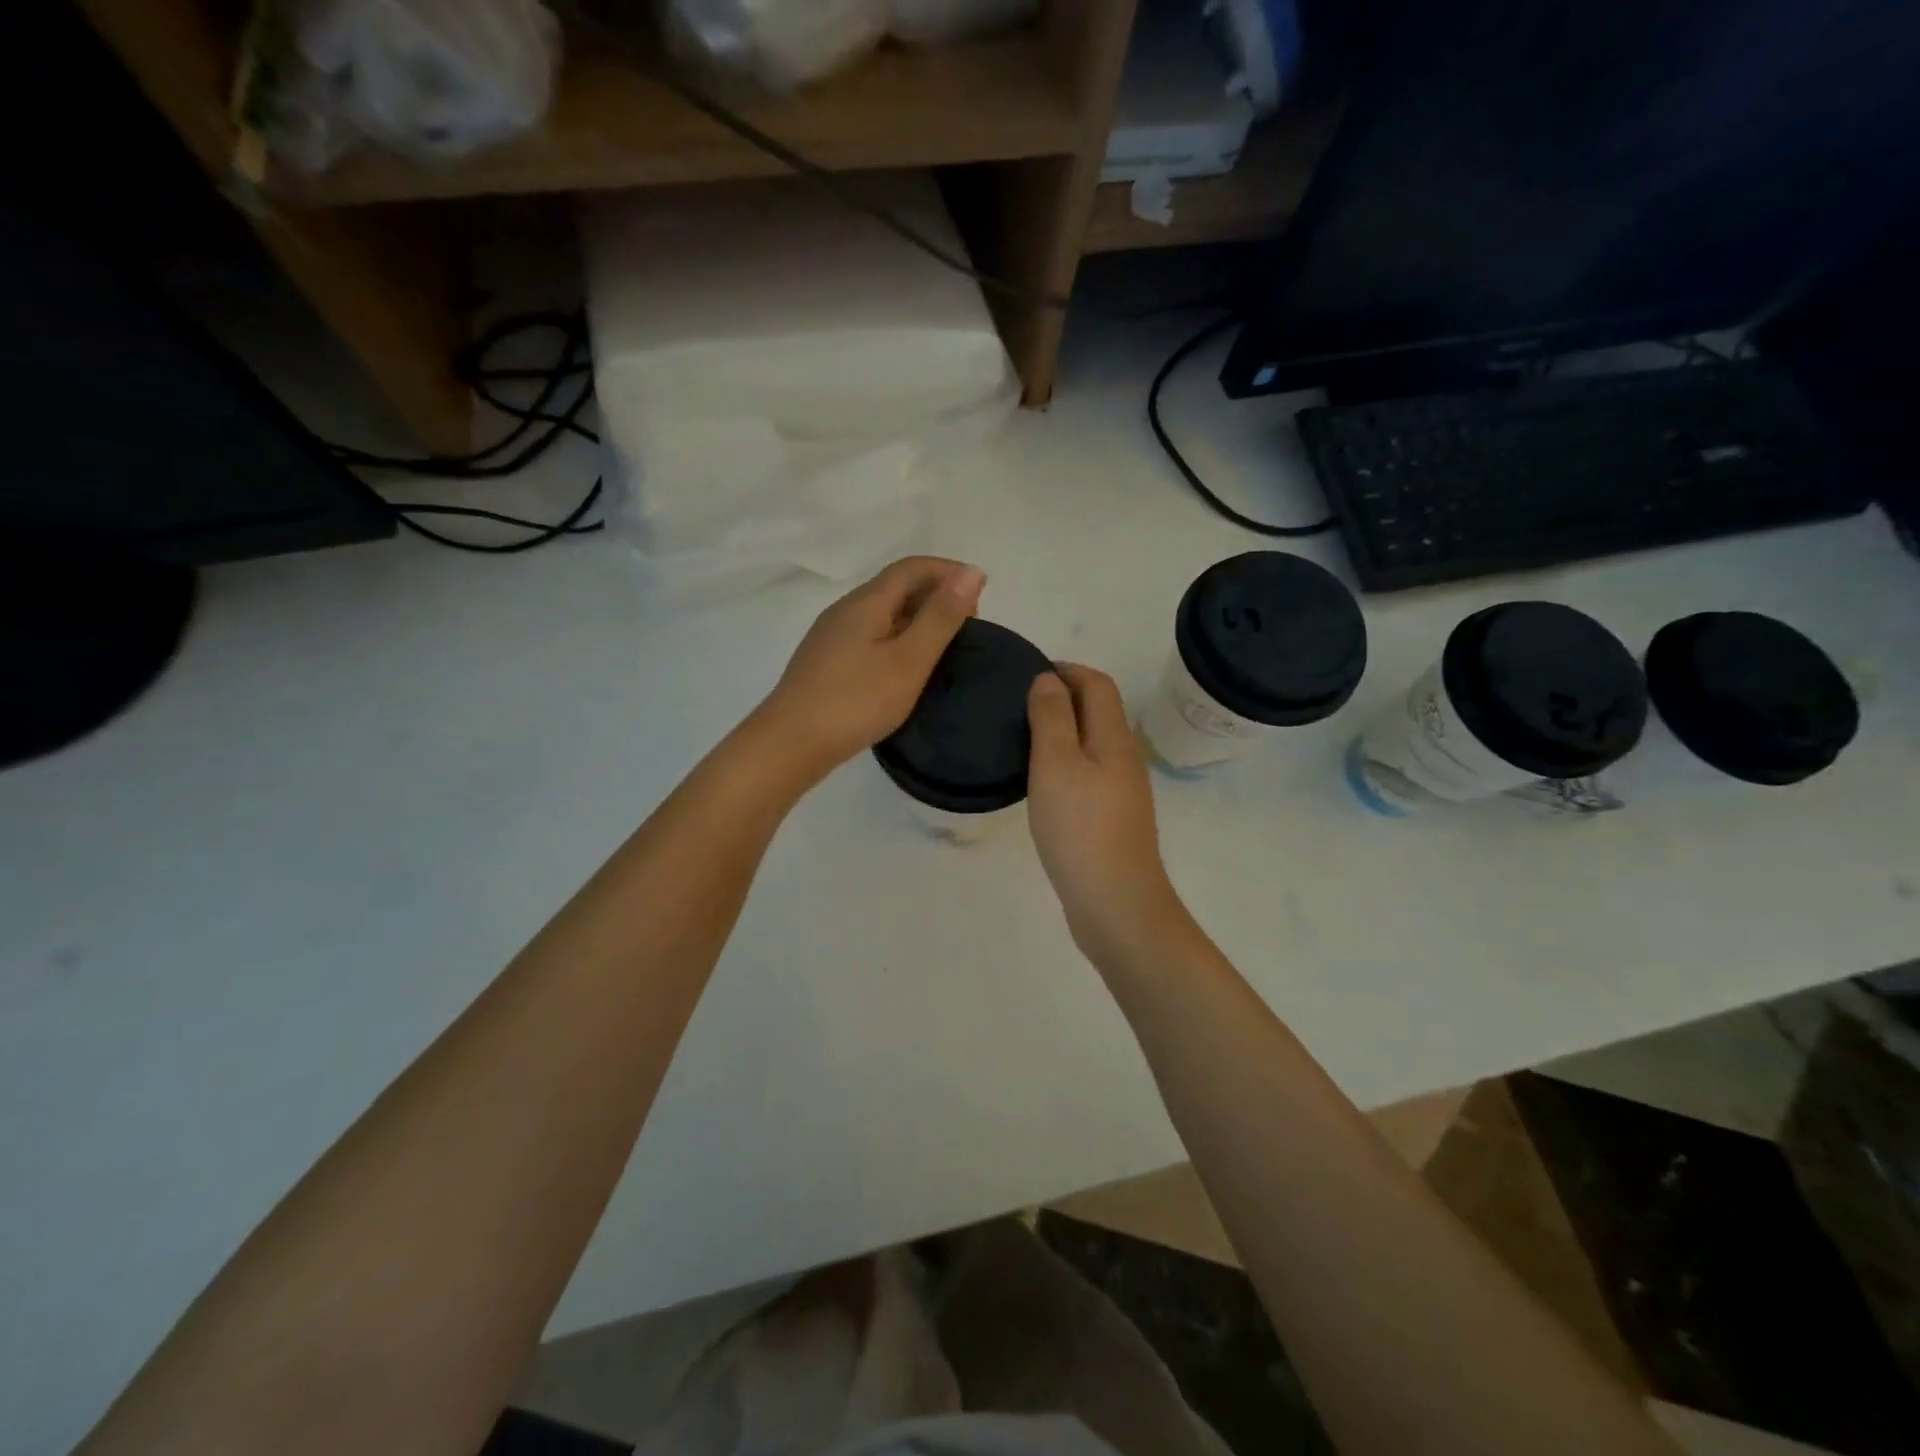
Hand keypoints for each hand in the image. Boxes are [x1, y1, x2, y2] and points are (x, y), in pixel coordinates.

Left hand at [756, 556, 984, 780]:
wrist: (790, 744)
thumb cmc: (856, 701)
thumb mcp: (909, 659)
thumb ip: (940, 617)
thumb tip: (971, 572)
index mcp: (867, 602)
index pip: (913, 567)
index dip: (949, 572)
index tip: (982, 595)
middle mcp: (846, 610)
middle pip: (896, 586)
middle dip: (936, 594)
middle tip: (967, 626)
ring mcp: (832, 637)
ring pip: (883, 613)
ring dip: (918, 618)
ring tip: (944, 647)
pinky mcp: (827, 662)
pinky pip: (871, 635)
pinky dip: (898, 639)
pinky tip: (906, 668)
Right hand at [1026, 665, 1189, 967]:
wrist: (1116, 903)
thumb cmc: (1080, 828)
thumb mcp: (1056, 764)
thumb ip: (1051, 717)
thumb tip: (1049, 679)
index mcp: (1114, 738)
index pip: (1098, 684)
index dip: (1067, 670)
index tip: (1029, 675)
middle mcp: (1125, 758)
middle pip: (1100, 711)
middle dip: (1064, 697)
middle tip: (1019, 706)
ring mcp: (1123, 791)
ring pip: (1094, 743)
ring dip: (1064, 731)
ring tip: (1024, 740)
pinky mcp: (1113, 819)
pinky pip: (1090, 773)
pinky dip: (1067, 762)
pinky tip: (1043, 783)